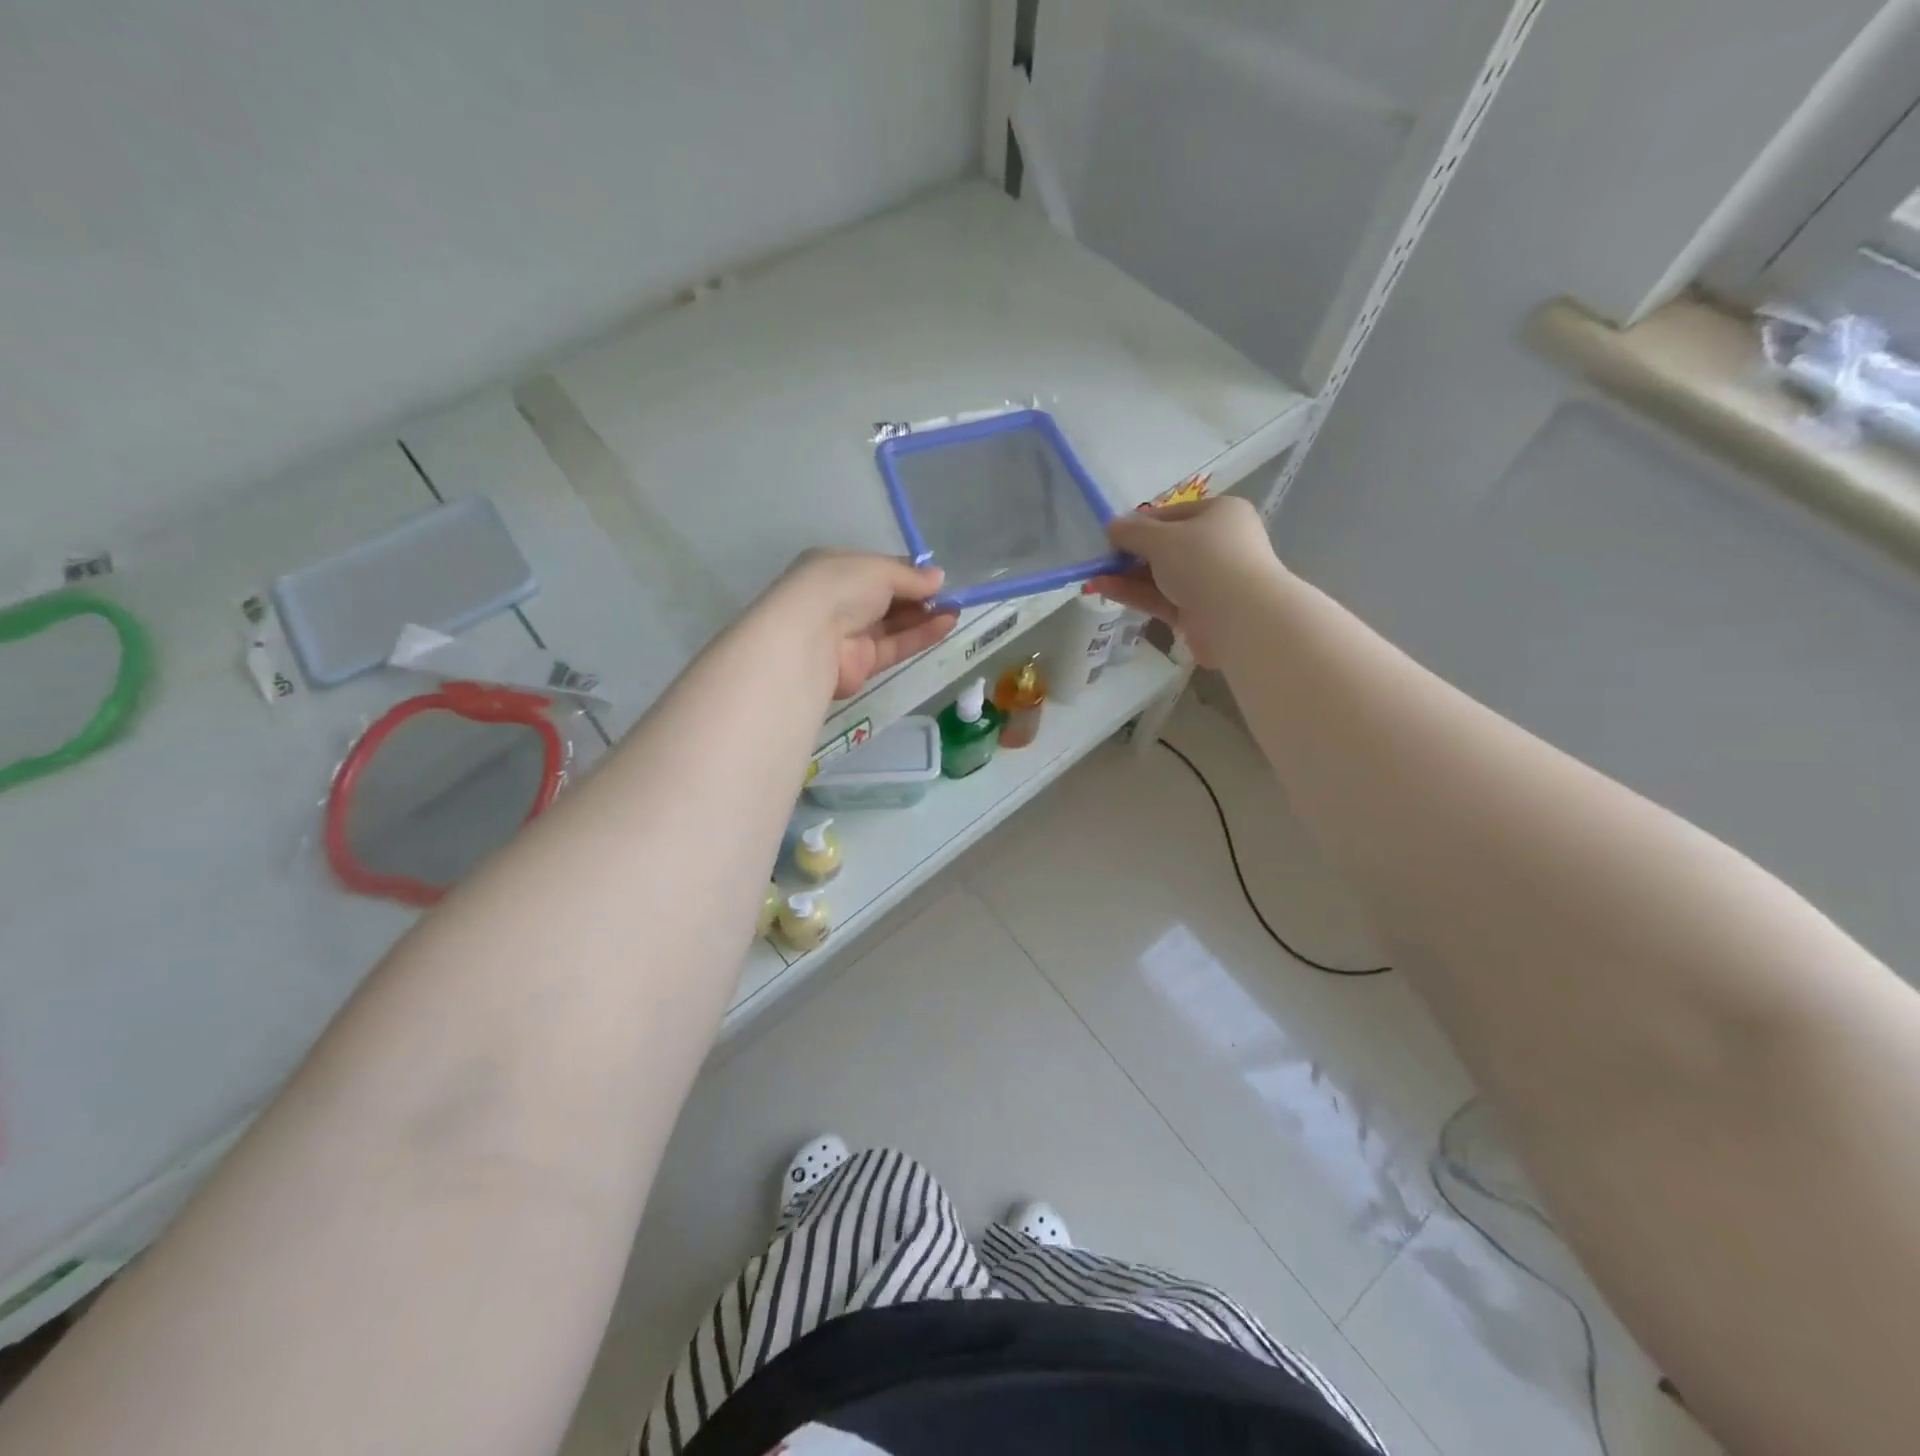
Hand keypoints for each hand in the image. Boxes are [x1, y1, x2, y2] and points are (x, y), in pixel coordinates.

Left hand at [770, 550, 959, 698]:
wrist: (810, 637)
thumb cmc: (840, 586)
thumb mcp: (880, 569)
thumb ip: (911, 576)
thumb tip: (939, 578)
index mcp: (835, 568)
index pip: (876, 570)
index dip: (906, 573)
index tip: (934, 577)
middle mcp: (841, 600)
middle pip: (887, 599)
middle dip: (919, 597)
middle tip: (952, 595)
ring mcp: (850, 634)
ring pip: (894, 625)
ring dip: (925, 616)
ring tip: (956, 609)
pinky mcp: (862, 664)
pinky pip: (896, 646)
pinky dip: (920, 635)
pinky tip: (946, 624)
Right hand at [1090, 497, 1283, 667]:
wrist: (1240, 618)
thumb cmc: (1204, 561)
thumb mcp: (1161, 539)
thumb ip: (1132, 532)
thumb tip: (1111, 526)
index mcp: (1220, 514)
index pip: (1172, 514)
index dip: (1140, 524)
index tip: (1111, 535)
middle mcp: (1219, 545)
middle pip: (1167, 547)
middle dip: (1131, 553)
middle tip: (1101, 559)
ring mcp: (1210, 581)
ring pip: (1162, 575)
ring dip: (1128, 575)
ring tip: (1094, 576)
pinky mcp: (1199, 613)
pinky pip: (1162, 598)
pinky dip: (1136, 594)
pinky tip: (1105, 589)